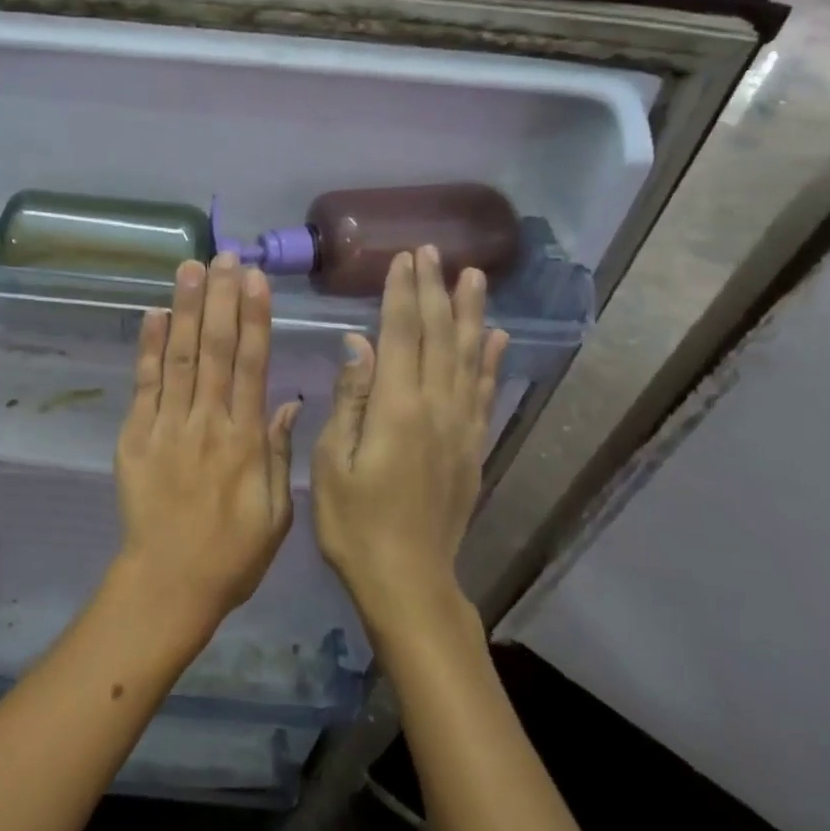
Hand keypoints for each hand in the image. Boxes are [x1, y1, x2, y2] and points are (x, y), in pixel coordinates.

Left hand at [112, 254, 298, 640]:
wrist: (168, 583)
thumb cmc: (232, 554)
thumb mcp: (277, 514)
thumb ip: (280, 455)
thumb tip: (287, 402)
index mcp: (246, 440)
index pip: (253, 365)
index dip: (254, 318)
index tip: (254, 279)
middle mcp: (208, 422)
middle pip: (217, 350)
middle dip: (220, 298)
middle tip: (223, 255)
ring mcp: (168, 426)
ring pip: (181, 358)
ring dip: (186, 310)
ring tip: (190, 267)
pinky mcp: (135, 436)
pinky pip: (144, 385)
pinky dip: (149, 348)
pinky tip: (154, 314)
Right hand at [312, 247, 508, 640]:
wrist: (408, 580)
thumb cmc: (354, 522)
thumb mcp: (332, 462)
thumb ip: (350, 399)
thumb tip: (359, 343)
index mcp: (397, 409)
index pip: (403, 334)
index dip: (403, 292)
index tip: (404, 257)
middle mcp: (436, 408)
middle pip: (438, 336)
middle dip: (434, 290)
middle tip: (433, 251)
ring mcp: (461, 427)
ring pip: (469, 356)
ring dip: (470, 313)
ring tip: (474, 276)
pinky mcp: (472, 446)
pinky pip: (485, 391)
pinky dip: (491, 360)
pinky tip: (497, 337)